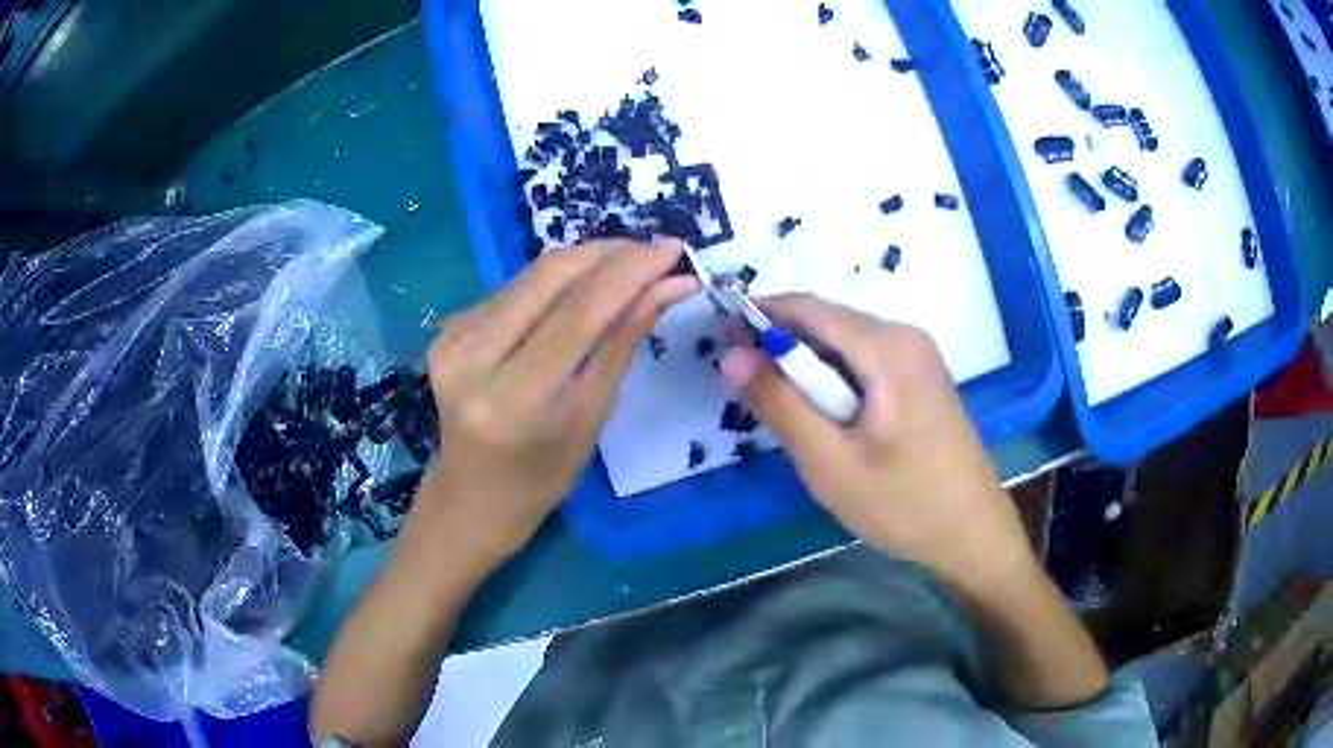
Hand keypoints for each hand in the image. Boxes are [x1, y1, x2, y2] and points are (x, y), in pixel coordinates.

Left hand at [413, 240, 696, 562]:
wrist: (473, 493)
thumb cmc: (544, 475)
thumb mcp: (593, 413)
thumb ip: (624, 339)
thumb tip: (671, 284)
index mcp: (514, 397)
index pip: (580, 310)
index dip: (632, 270)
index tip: (675, 249)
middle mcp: (473, 357)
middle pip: (551, 275)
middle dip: (611, 253)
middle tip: (657, 252)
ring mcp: (452, 337)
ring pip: (532, 274)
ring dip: (587, 260)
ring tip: (631, 263)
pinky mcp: (448, 327)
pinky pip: (514, 288)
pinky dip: (557, 280)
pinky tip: (585, 286)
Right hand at [720, 295, 1035, 588]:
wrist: (972, 533)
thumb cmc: (903, 503)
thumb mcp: (830, 461)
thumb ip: (779, 404)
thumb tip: (731, 354)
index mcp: (888, 347)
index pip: (808, 307)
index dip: (758, 317)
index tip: (720, 345)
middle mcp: (906, 336)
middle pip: (827, 322)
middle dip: (781, 347)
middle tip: (747, 392)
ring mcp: (918, 356)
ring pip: (844, 344)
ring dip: (807, 368)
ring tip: (785, 415)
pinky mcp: (921, 378)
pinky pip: (864, 362)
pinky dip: (834, 380)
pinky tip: (828, 420)